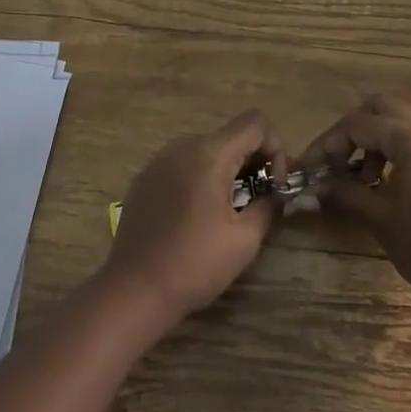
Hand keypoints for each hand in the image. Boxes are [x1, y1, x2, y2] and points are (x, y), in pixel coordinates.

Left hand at [100, 109, 287, 326]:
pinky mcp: (145, 178)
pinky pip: (183, 165)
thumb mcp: (244, 240)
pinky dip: (201, 178)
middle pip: (231, 136)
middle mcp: (183, 146)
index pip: (255, 122)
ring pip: (206, 150)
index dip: (276, 147)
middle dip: (253, 162)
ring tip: (229, 211)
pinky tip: (197, 216)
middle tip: (259, 200)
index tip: (274, 185)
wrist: (134, 289)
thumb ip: (268, 206)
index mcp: (209, 154)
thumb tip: (276, 193)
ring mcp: (160, 160)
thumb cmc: (195, 264)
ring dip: (227, 171)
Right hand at [299, 95, 410, 305]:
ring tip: (363, 177)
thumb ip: (344, 191)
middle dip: (352, 130)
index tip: (309, 167)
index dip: (328, 143)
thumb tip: (313, 184)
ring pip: (400, 119)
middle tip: (336, 160)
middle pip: (380, 108)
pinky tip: (388, 180)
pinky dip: (396, 146)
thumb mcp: (379, 216)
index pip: (357, 124)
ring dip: (375, 137)